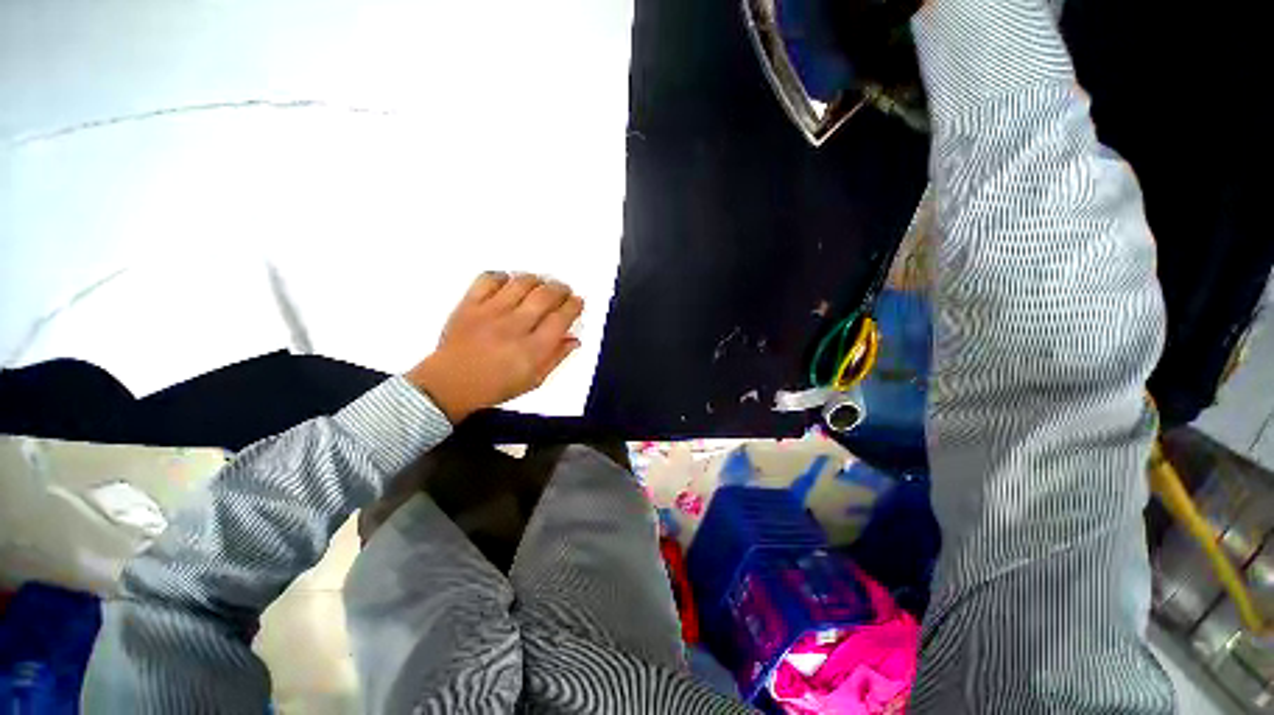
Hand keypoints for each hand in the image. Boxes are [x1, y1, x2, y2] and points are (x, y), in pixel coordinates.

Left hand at [405, 272, 583, 421]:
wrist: (449, 384)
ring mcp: (490, 313)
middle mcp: (514, 327)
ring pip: (522, 283)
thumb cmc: (495, 386)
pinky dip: (504, 277)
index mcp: (532, 350)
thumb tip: (574, 339)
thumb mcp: (534, 381)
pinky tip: (510, 283)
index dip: (574, 306)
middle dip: (561, 289)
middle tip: (564, 291)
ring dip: (537, 280)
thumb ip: (557, 358)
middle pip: (545, 296)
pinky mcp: (470, 305)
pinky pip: (489, 279)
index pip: (561, 319)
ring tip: (540, 285)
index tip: (578, 302)